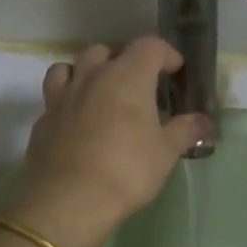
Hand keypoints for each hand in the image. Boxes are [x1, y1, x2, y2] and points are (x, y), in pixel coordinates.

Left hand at [9, 37, 210, 246]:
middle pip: (107, 50)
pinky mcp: (43, 119)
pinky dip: (68, 100)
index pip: (150, 46)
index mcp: (127, 75)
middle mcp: (93, 76)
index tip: (176, 72)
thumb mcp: (165, 153)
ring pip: (73, 66)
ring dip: (89, 72)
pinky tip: (78, 122)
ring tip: (102, 93)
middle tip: (139, 85)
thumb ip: (184, 131)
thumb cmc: (127, 170)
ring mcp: (63, 96)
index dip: (166, 54)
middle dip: (125, 60)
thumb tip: (203, 121)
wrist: (69, 200)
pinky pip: (55, 96)